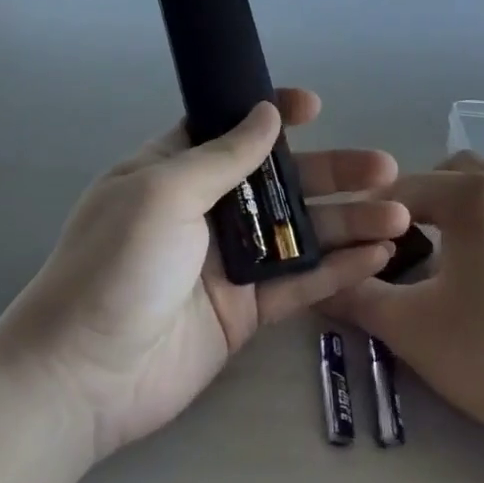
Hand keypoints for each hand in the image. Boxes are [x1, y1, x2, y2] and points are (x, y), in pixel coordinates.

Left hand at [0, 90, 407, 458]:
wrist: (83, 376)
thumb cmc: (116, 265)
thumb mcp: (163, 193)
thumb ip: (222, 157)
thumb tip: (266, 115)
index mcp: (173, 172)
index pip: (228, 130)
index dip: (271, 116)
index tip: (314, 106)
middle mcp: (204, 211)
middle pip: (278, 181)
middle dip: (331, 171)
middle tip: (385, 167)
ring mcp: (227, 264)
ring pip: (298, 233)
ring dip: (348, 222)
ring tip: (399, 215)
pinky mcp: (244, 312)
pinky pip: (298, 283)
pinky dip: (338, 270)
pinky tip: (378, 257)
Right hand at [323, 152, 483, 481]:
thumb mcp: (413, 329)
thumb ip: (355, 298)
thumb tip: (315, 283)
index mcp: (474, 195)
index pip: (400, 189)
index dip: (368, 219)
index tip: (352, 253)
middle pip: (448, 175)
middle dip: (417, 205)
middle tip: (398, 251)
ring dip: (455, 216)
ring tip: (441, 267)